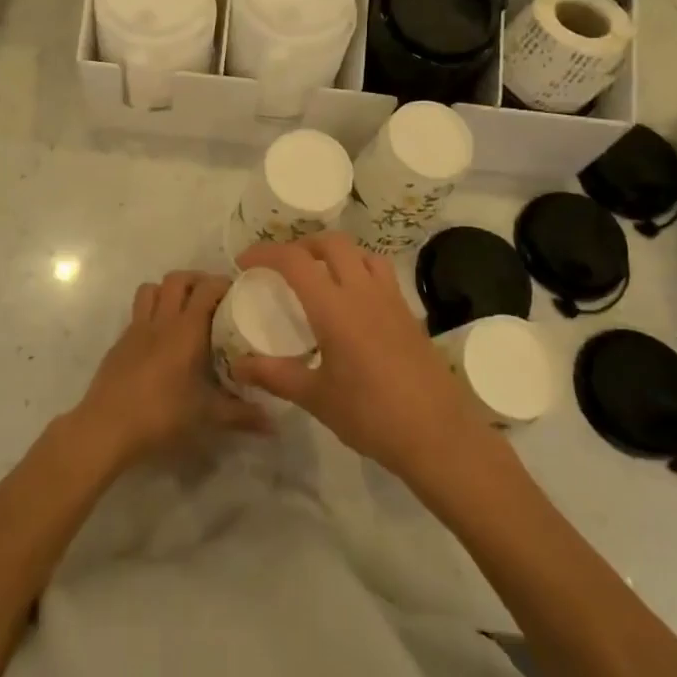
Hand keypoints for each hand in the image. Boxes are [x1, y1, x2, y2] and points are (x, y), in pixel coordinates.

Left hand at [75, 271, 269, 467]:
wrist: (106, 427)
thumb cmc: (161, 415)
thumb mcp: (207, 416)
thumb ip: (242, 415)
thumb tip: (274, 423)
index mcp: (186, 330)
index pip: (206, 288)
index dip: (223, 283)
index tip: (238, 293)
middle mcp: (161, 320)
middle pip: (177, 278)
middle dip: (196, 279)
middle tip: (212, 296)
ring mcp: (136, 329)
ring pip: (151, 289)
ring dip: (168, 290)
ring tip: (183, 308)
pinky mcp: (120, 342)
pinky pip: (137, 313)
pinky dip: (151, 314)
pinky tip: (160, 339)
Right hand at [231, 233, 495, 488]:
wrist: (437, 434)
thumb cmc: (370, 415)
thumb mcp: (316, 397)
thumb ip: (276, 375)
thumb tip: (238, 366)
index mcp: (334, 307)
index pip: (295, 261)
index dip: (266, 253)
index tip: (245, 261)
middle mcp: (363, 291)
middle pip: (332, 243)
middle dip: (303, 245)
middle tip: (283, 266)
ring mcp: (391, 300)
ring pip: (362, 253)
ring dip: (337, 254)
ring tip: (321, 277)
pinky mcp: (409, 313)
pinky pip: (381, 275)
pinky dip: (360, 272)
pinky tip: (354, 304)